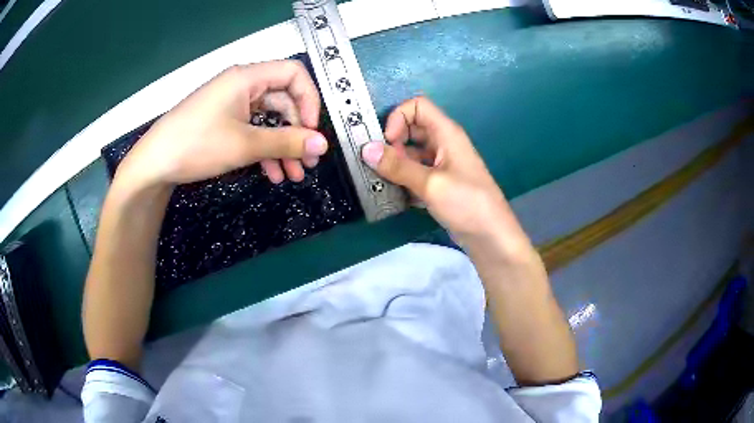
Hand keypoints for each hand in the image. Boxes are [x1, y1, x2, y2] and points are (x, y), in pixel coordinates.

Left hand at [116, 61, 328, 189]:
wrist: (154, 164)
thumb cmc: (196, 144)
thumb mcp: (244, 144)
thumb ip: (286, 142)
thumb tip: (323, 145)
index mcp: (247, 77)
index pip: (294, 74)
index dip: (309, 100)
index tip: (311, 131)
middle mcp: (243, 85)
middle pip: (284, 100)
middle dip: (297, 131)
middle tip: (308, 161)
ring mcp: (233, 104)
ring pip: (269, 119)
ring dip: (283, 146)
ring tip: (293, 175)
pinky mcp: (224, 121)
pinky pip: (253, 130)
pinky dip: (265, 150)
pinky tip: (272, 173)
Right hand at [361, 97, 530, 253]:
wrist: (490, 236)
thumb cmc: (467, 203)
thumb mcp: (430, 183)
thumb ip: (397, 166)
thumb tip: (366, 150)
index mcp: (446, 133)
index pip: (418, 106)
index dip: (398, 118)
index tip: (387, 142)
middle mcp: (443, 144)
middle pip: (411, 129)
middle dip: (393, 143)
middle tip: (381, 166)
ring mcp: (441, 165)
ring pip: (411, 154)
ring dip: (396, 165)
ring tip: (383, 183)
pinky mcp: (439, 184)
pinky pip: (415, 173)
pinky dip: (404, 180)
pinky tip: (397, 197)